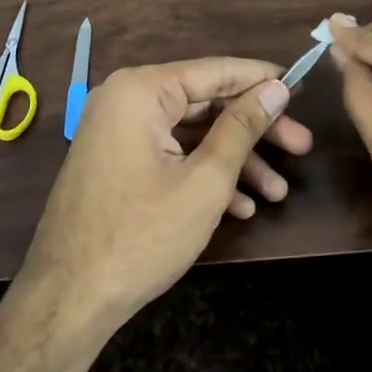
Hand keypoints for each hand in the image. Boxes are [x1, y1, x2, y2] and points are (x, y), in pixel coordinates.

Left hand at [16, 58, 312, 336]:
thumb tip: (276, 88)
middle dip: (255, 130)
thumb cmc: (141, 235)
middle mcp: (126, 100)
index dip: (263, 80)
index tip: (302, 89)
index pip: (216, 71)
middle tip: (302, 148)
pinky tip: (240, 207)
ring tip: (278, 192)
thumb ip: (242, 127)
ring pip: (190, 134)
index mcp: (141, 90)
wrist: (68, 299)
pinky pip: (169, 155)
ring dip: (235, 161)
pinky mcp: (117, 162)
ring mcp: (118, 133)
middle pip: (205, 104)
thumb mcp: (205, 180)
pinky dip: (203, 175)